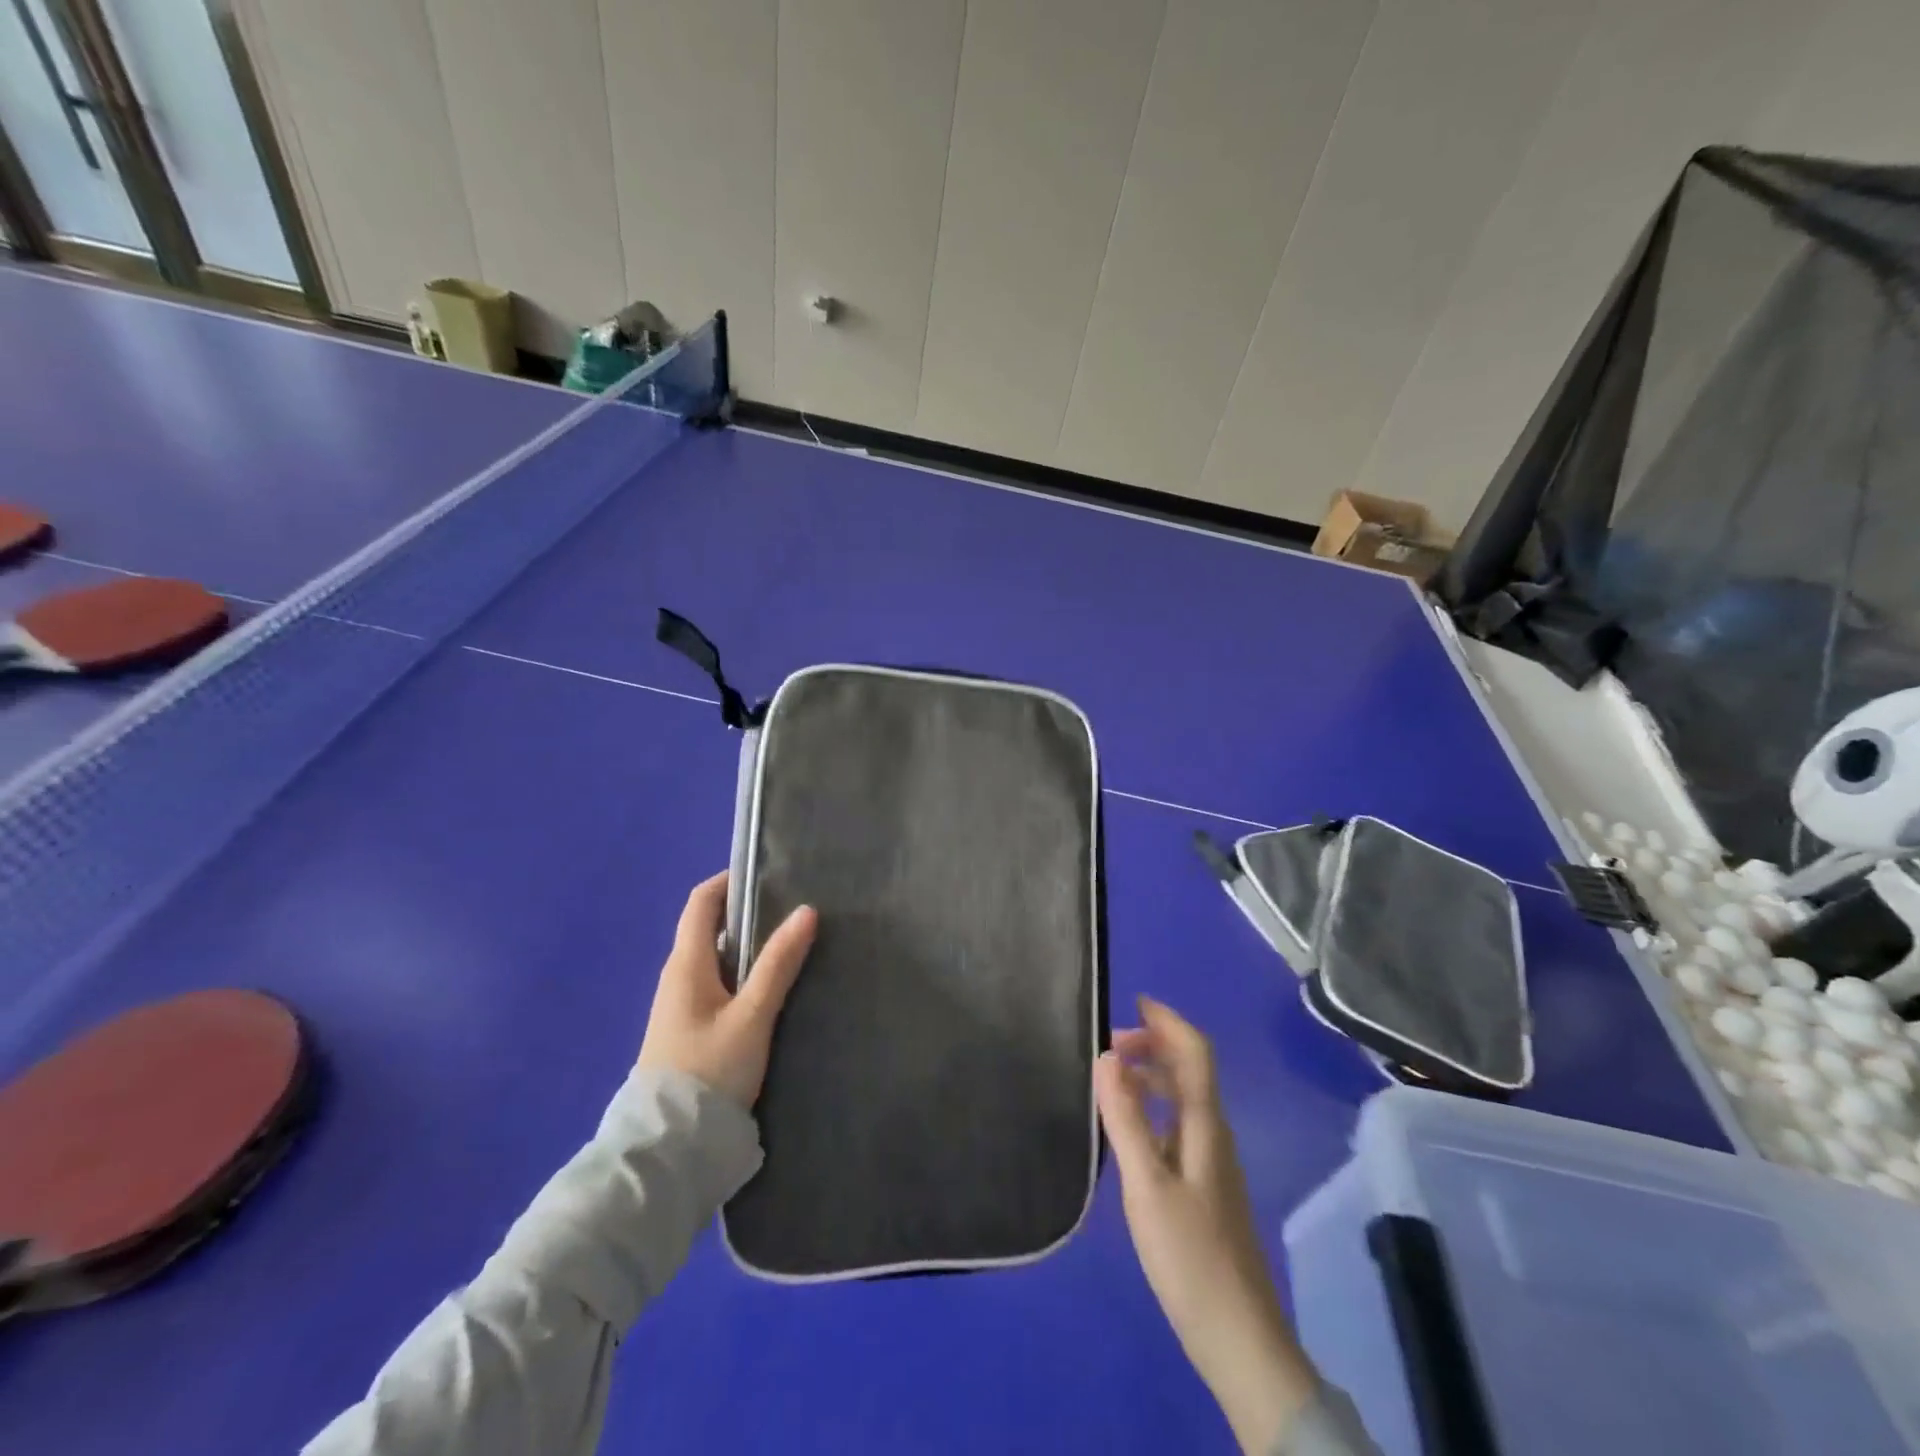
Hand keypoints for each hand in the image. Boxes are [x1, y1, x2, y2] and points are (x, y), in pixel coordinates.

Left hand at [637, 873, 817, 1108]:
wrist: (669, 1146)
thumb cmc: (709, 1070)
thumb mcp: (752, 1015)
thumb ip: (778, 964)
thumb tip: (806, 911)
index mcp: (686, 964)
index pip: (700, 902)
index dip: (729, 882)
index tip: (768, 875)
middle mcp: (677, 977)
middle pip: (708, 928)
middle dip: (746, 913)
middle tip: (791, 910)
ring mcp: (679, 1005)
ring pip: (715, 959)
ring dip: (747, 946)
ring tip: (789, 944)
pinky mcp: (687, 1031)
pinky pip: (715, 985)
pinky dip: (741, 973)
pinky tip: (770, 988)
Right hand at [1096, 997, 1318, 1455]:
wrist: (1238, 1337)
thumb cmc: (1190, 1256)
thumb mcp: (1147, 1186)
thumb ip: (1126, 1119)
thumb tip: (1107, 1056)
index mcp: (1204, 1125)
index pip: (1195, 1052)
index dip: (1168, 1021)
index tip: (1134, 1001)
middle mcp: (1213, 1134)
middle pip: (1188, 1071)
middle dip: (1152, 1046)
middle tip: (1106, 1048)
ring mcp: (1212, 1162)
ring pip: (1182, 1099)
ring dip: (1150, 1077)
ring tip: (1109, 1081)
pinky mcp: (1204, 1187)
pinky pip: (1177, 1126)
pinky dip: (1151, 1110)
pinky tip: (1125, 1130)